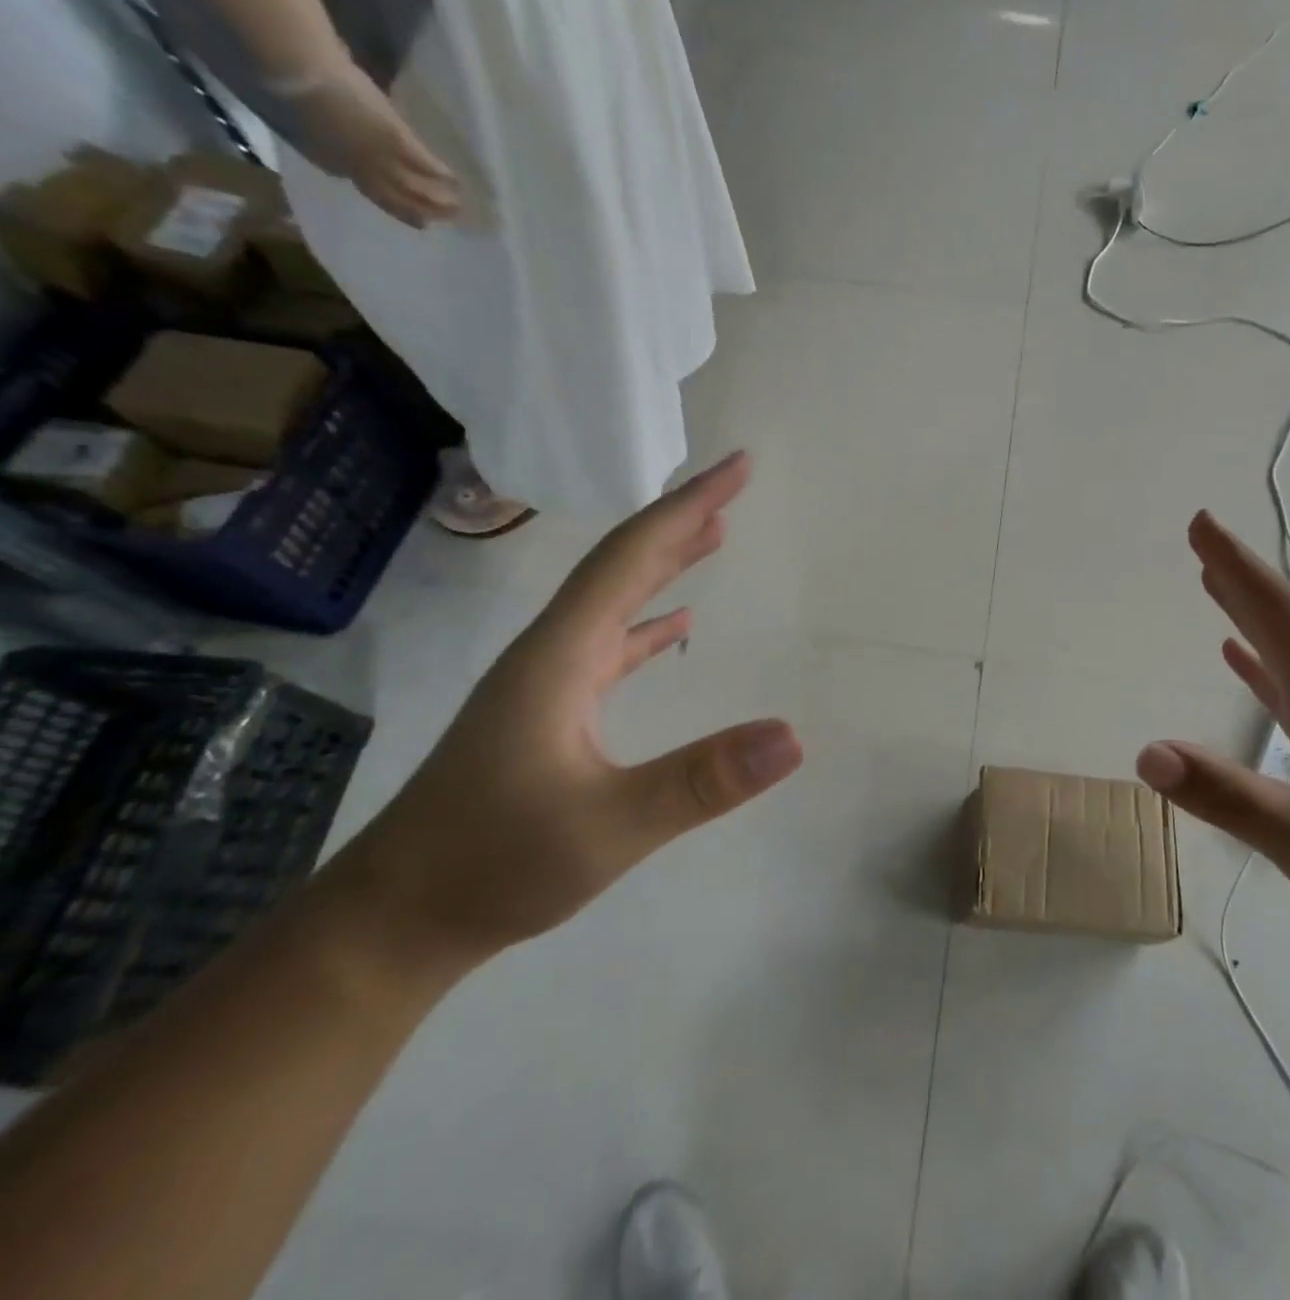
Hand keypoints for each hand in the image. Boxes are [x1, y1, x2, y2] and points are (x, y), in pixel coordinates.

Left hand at [293, 60, 460, 228]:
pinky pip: (424, 164)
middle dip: (420, 211)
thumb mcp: (295, 120)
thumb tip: (330, 141)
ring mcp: (380, 157)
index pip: (366, 187)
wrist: (294, 70)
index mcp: (332, 162)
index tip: (408, 214)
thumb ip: (316, 137)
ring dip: (438, 200)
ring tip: (458, 208)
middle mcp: (360, 169)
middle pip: (396, 199)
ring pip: (414, 188)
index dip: (390, 202)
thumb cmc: (288, 85)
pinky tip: (456, 181)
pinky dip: (441, 174)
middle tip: (443, 221)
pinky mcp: (396, 140)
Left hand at [323, 451, 803, 973]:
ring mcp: (547, 682)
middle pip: (621, 564)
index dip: (686, 506)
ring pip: (614, 600)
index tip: (736, 467)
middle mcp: (551, 652)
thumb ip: (701, 781)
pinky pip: (610, 645)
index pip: (631, 558)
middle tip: (734, 484)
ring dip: (664, 561)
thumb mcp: (608, 827)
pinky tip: (676, 624)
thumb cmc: (494, 864)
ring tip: (714, 533)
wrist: (396, 920)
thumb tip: (794, 736)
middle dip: (680, 519)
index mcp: (560, 655)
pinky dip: (648, 621)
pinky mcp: (549, 712)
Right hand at [1136, 512, 1289, 958]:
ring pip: (1285, 651)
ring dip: (1248, 613)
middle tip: (1200, 537)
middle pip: (1283, 621)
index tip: (1201, 525)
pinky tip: (1237, 658)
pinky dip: (1258, 665)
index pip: (1279, 616)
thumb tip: (1145, 753)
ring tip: (1213, 582)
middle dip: (1240, 576)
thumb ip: (1220, 792)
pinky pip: (1287, 690)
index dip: (1239, 568)